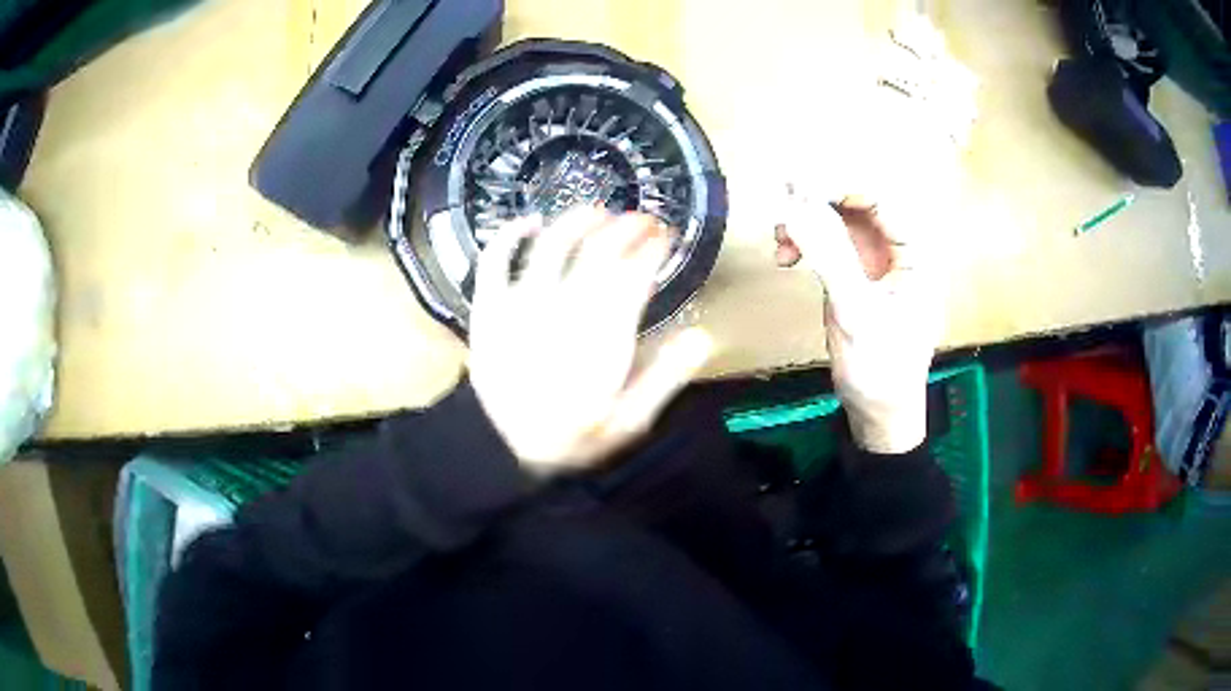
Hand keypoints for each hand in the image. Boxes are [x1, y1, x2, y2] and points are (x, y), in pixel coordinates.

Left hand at [469, 207, 714, 475]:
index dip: (654, 248)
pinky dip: (510, 235)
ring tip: (598, 212)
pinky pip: (494, 261)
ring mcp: (519, 306)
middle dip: (627, 228)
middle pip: (598, 251)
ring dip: (578, 221)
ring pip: (551, 245)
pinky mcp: (488, 310)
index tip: (667, 236)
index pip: (634, 274)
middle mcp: (562, 312)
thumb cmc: (573, 437)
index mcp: (602, 339)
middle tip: (643, 220)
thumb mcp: (629, 420)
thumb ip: (664, 378)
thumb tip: (702, 336)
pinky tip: (530, 222)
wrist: (504, 451)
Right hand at [774, 192, 941, 453]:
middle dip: (817, 199)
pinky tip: (785, 256)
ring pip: (839, 218)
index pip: (880, 198)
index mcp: (915, 253)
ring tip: (779, 239)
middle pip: (857, 201)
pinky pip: (828, 241)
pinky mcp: (855, 274)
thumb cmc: (881, 369)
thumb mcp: (856, 314)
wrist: (879, 414)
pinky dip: (804, 241)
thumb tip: (794, 205)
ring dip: (805, 220)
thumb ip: (829, 256)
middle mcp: (897, 248)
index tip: (796, 188)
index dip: (839, 184)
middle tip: (780, 205)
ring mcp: (875, 261)